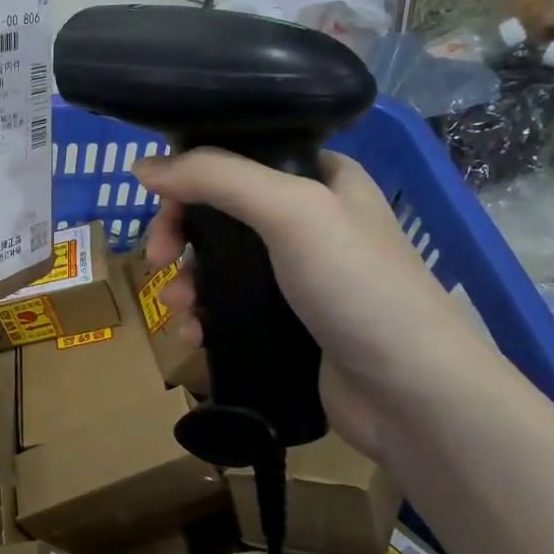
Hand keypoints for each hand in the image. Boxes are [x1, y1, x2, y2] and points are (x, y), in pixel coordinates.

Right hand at [132, 148, 498, 459]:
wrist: (412, 395)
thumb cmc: (357, 287)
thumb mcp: (291, 211)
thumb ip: (216, 178)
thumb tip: (141, 167)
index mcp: (321, 178)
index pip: (238, 158)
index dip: (190, 176)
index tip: (158, 205)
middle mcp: (309, 220)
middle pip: (219, 213)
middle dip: (179, 236)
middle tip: (157, 261)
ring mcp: (298, 275)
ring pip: (218, 264)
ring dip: (185, 282)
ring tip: (176, 308)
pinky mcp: (287, 323)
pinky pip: (228, 308)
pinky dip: (203, 317)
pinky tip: (193, 335)